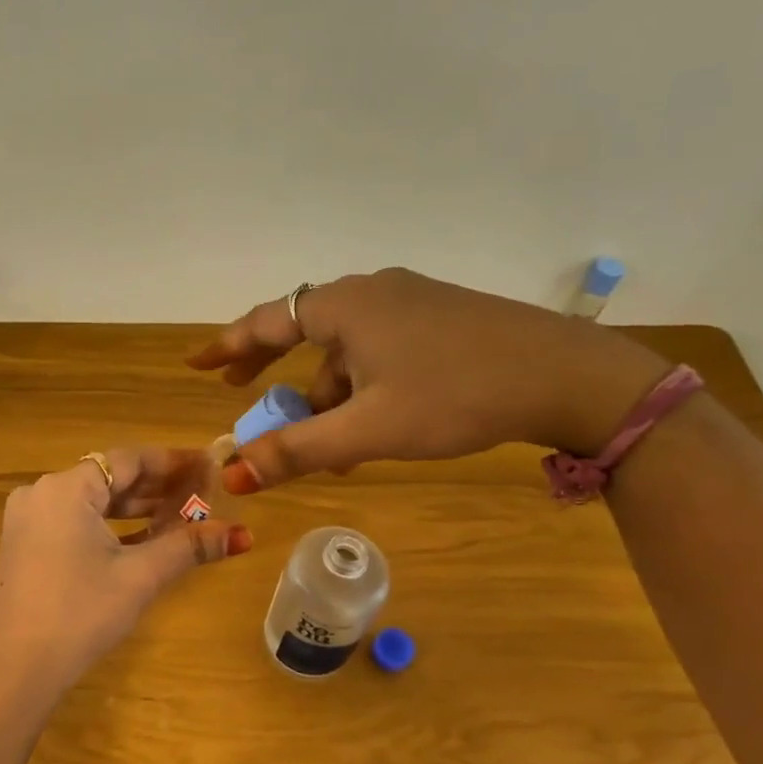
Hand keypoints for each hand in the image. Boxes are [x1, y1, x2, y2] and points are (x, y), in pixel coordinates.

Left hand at [0, 449, 252, 703]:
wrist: (13, 672)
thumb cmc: (80, 614)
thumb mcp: (139, 577)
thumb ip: (188, 547)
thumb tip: (242, 534)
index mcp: (66, 488)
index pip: (129, 459)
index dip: (173, 461)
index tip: (210, 464)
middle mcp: (42, 494)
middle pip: (110, 478)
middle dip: (157, 487)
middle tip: (203, 493)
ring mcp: (28, 521)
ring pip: (92, 503)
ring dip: (135, 509)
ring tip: (182, 516)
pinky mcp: (25, 547)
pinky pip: (75, 523)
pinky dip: (109, 529)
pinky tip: (143, 541)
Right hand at [188, 267, 669, 490]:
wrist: (567, 376)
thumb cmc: (455, 396)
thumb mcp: (368, 429)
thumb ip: (297, 450)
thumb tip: (233, 472)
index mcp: (345, 306)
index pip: (266, 321)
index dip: (226, 346)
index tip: (195, 364)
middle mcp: (371, 291)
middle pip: (303, 331)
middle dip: (271, 369)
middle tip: (239, 392)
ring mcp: (410, 301)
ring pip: (347, 349)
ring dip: (328, 394)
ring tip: (333, 448)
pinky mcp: (440, 317)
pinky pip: (379, 350)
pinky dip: (362, 386)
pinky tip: (376, 426)